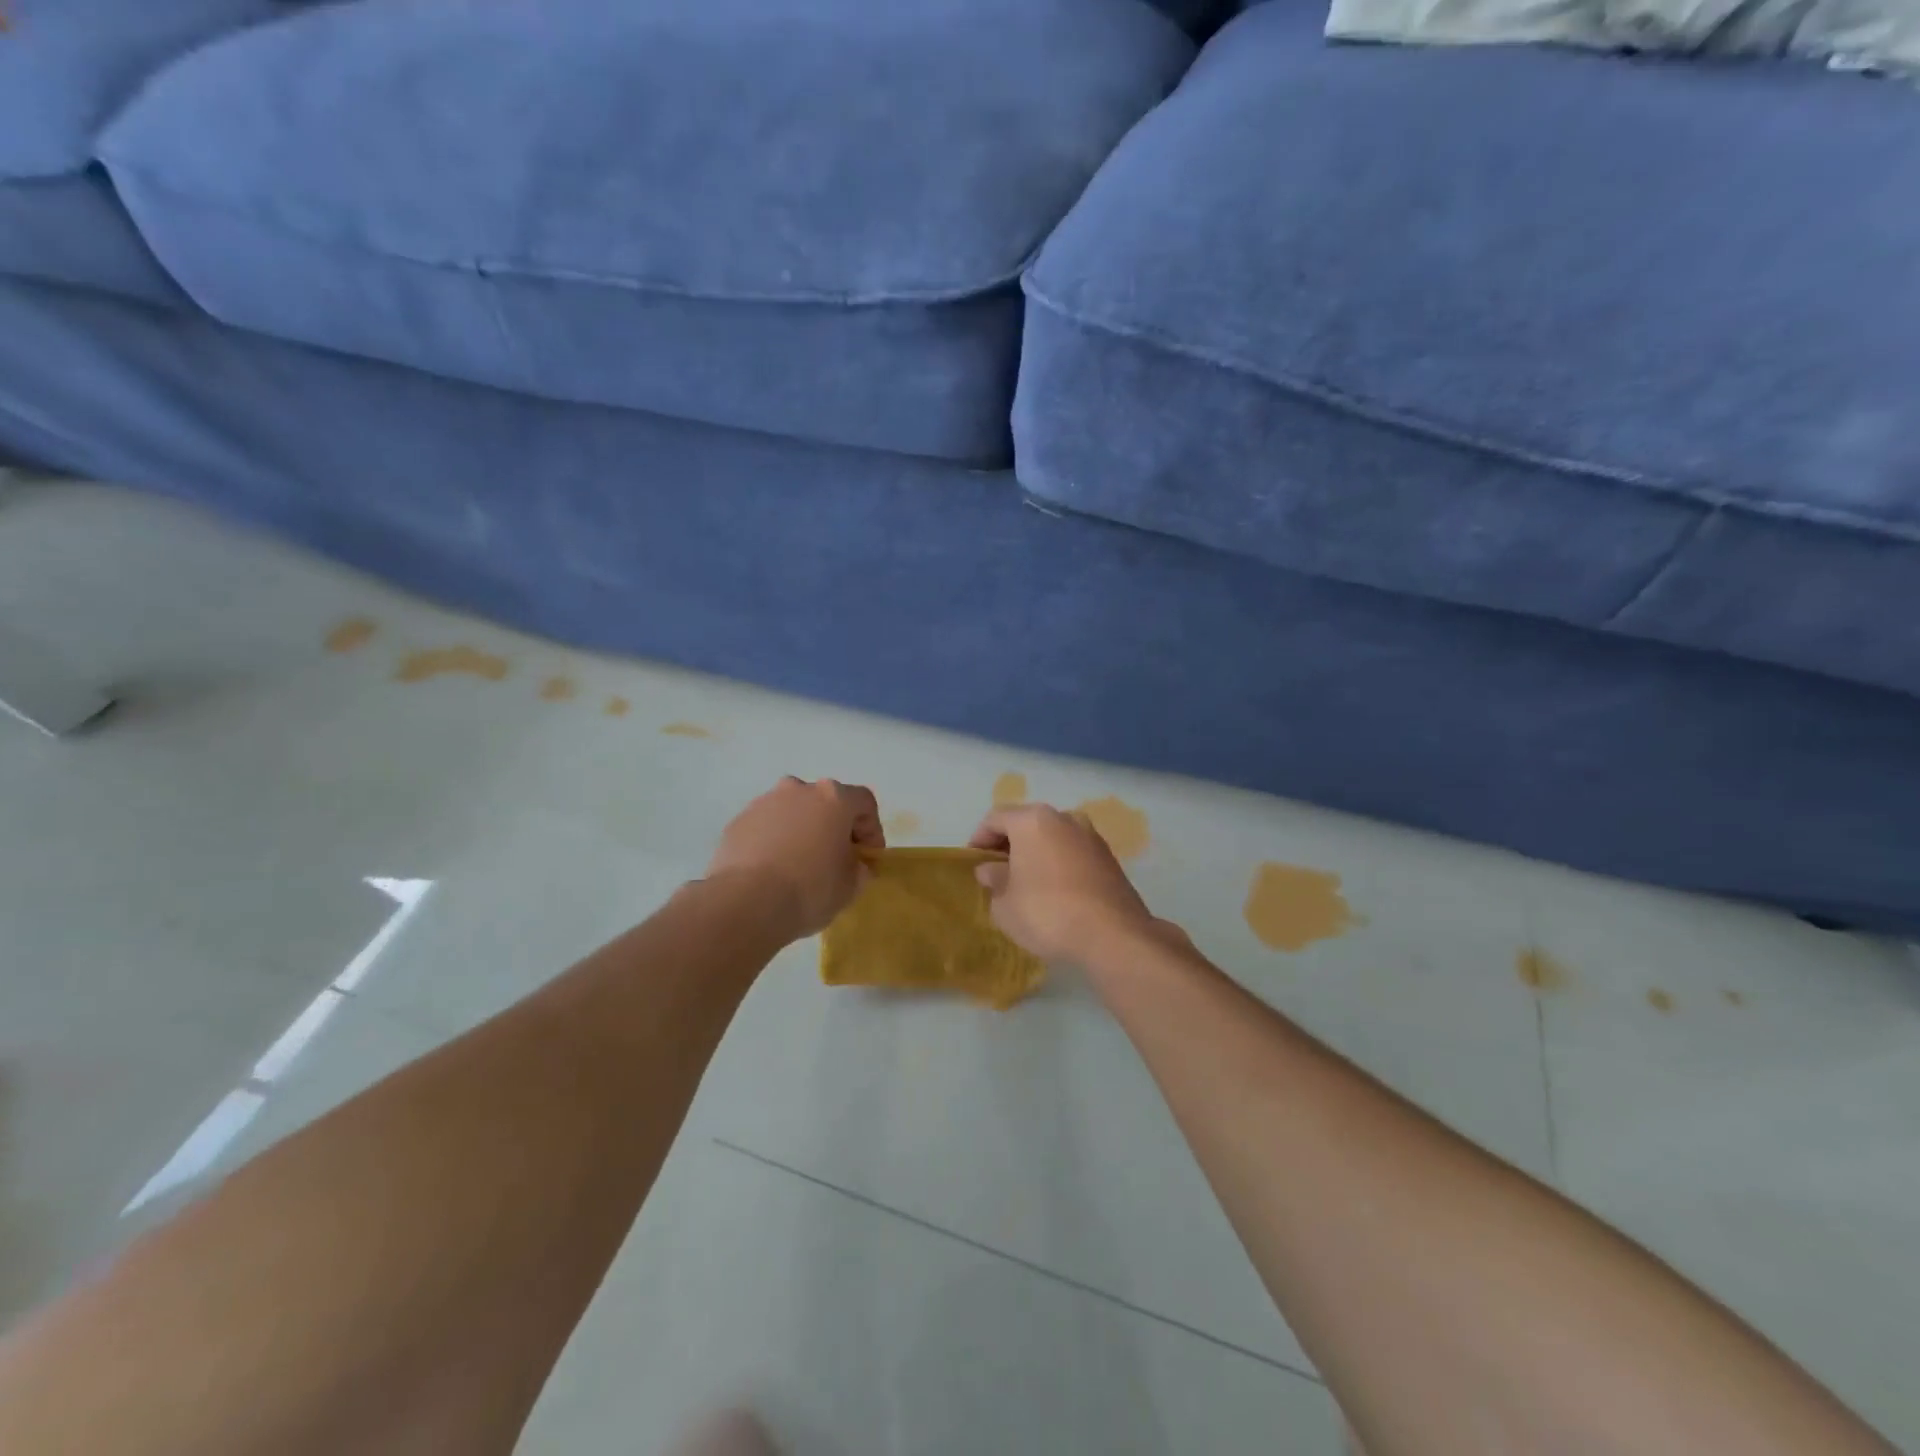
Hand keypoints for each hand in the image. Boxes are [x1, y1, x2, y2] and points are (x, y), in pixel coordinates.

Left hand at [708, 778, 883, 938]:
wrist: (745, 903)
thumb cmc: (810, 889)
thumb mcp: (851, 886)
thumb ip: (860, 869)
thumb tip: (855, 865)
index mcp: (833, 797)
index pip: (864, 803)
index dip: (872, 830)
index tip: (868, 858)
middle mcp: (798, 789)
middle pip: (826, 802)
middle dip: (833, 827)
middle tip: (835, 859)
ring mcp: (764, 803)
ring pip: (793, 812)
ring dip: (802, 832)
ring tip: (799, 866)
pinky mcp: (737, 822)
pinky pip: (766, 827)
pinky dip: (774, 842)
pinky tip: (772, 871)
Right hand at [968, 804, 1158, 964]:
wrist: (1113, 935)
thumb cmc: (1047, 913)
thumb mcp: (1005, 904)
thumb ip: (993, 880)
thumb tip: (991, 869)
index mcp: (1033, 820)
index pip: (996, 818)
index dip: (979, 838)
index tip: (973, 861)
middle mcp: (1064, 818)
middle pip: (1027, 823)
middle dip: (1009, 844)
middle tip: (996, 871)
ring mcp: (1091, 836)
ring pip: (1053, 837)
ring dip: (1036, 853)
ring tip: (1025, 882)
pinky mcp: (1109, 857)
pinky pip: (1073, 853)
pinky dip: (1058, 863)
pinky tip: (1054, 890)